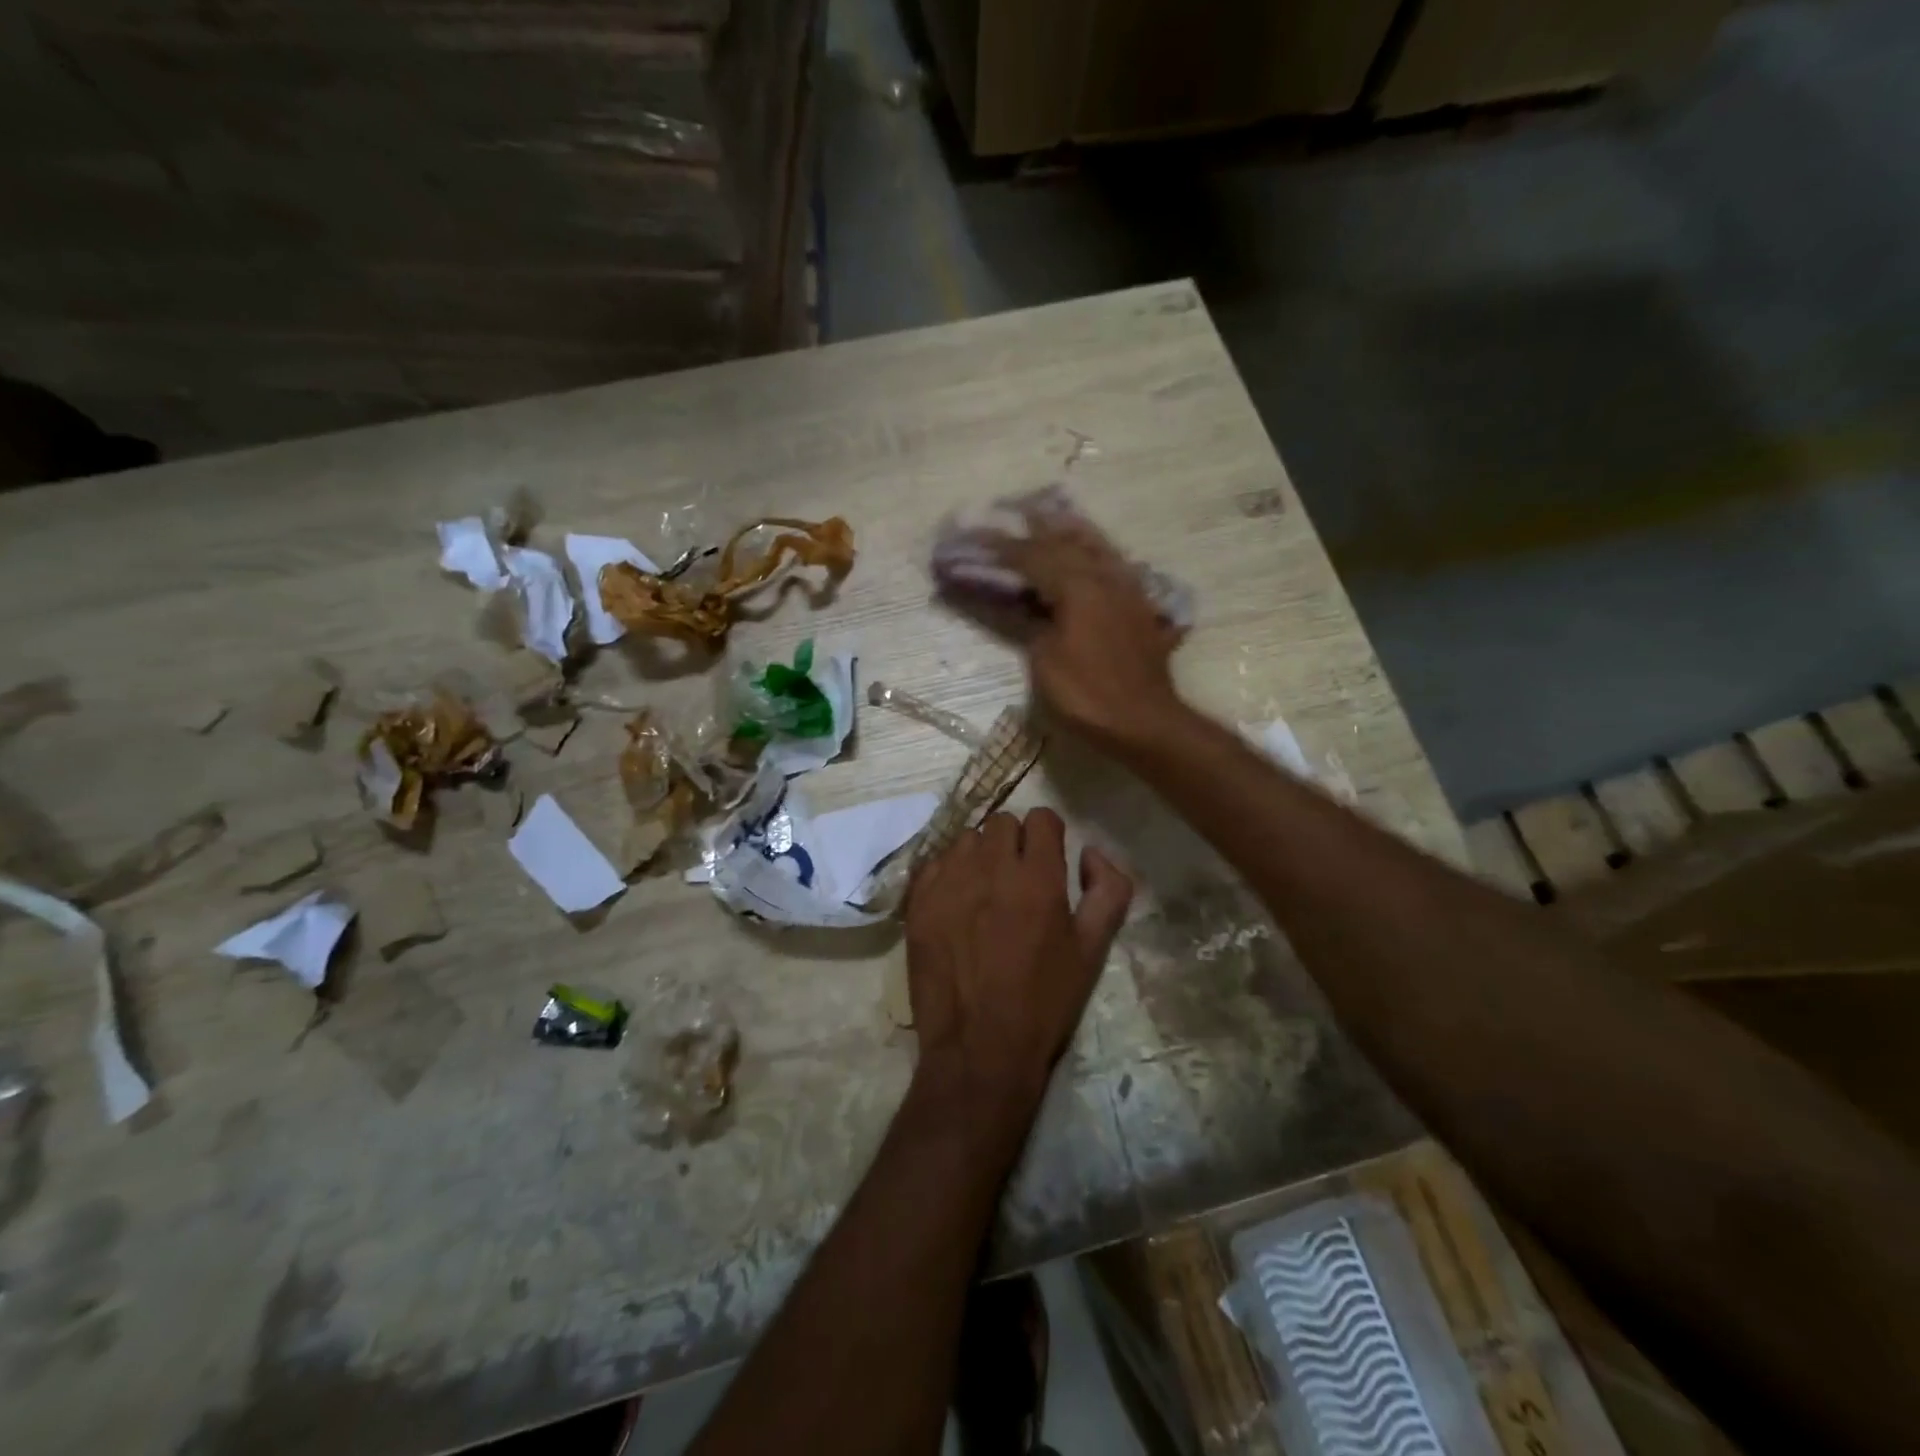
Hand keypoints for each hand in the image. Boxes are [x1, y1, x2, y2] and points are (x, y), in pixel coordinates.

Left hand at [905, 809, 1133, 1111]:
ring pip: (966, 840)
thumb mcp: (1092, 950)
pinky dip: (947, 874)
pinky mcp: (918, 901)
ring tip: (984, 893)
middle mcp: (990, 867)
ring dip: (979, 856)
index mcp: (1038, 877)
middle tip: (1017, 881)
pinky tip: (955, 905)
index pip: (1042, 818)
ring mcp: (949, 881)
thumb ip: (1107, 890)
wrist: (978, 1048)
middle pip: (1002, 823)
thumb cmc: (1044, 1001)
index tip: (1048, 860)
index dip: (1049, 836)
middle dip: (1014, 843)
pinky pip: (935, 863)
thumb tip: (1091, 852)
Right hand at [994, 514, 1182, 748]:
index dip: (1000, 547)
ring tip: (1051, 517)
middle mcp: (1106, 576)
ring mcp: (1127, 589)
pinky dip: (1095, 553)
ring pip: (1097, 546)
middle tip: (1011, 512)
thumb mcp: (1045, 659)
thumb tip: (1013, 603)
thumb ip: (1026, 622)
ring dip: (1070, 530)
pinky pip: (1114, 565)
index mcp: (1079, 585)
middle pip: (1066, 540)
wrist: (1144, 722)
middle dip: (1035, 527)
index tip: (974, 536)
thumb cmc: (1087, 694)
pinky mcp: (1139, 607)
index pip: (1032, 556)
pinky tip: (1090, 553)